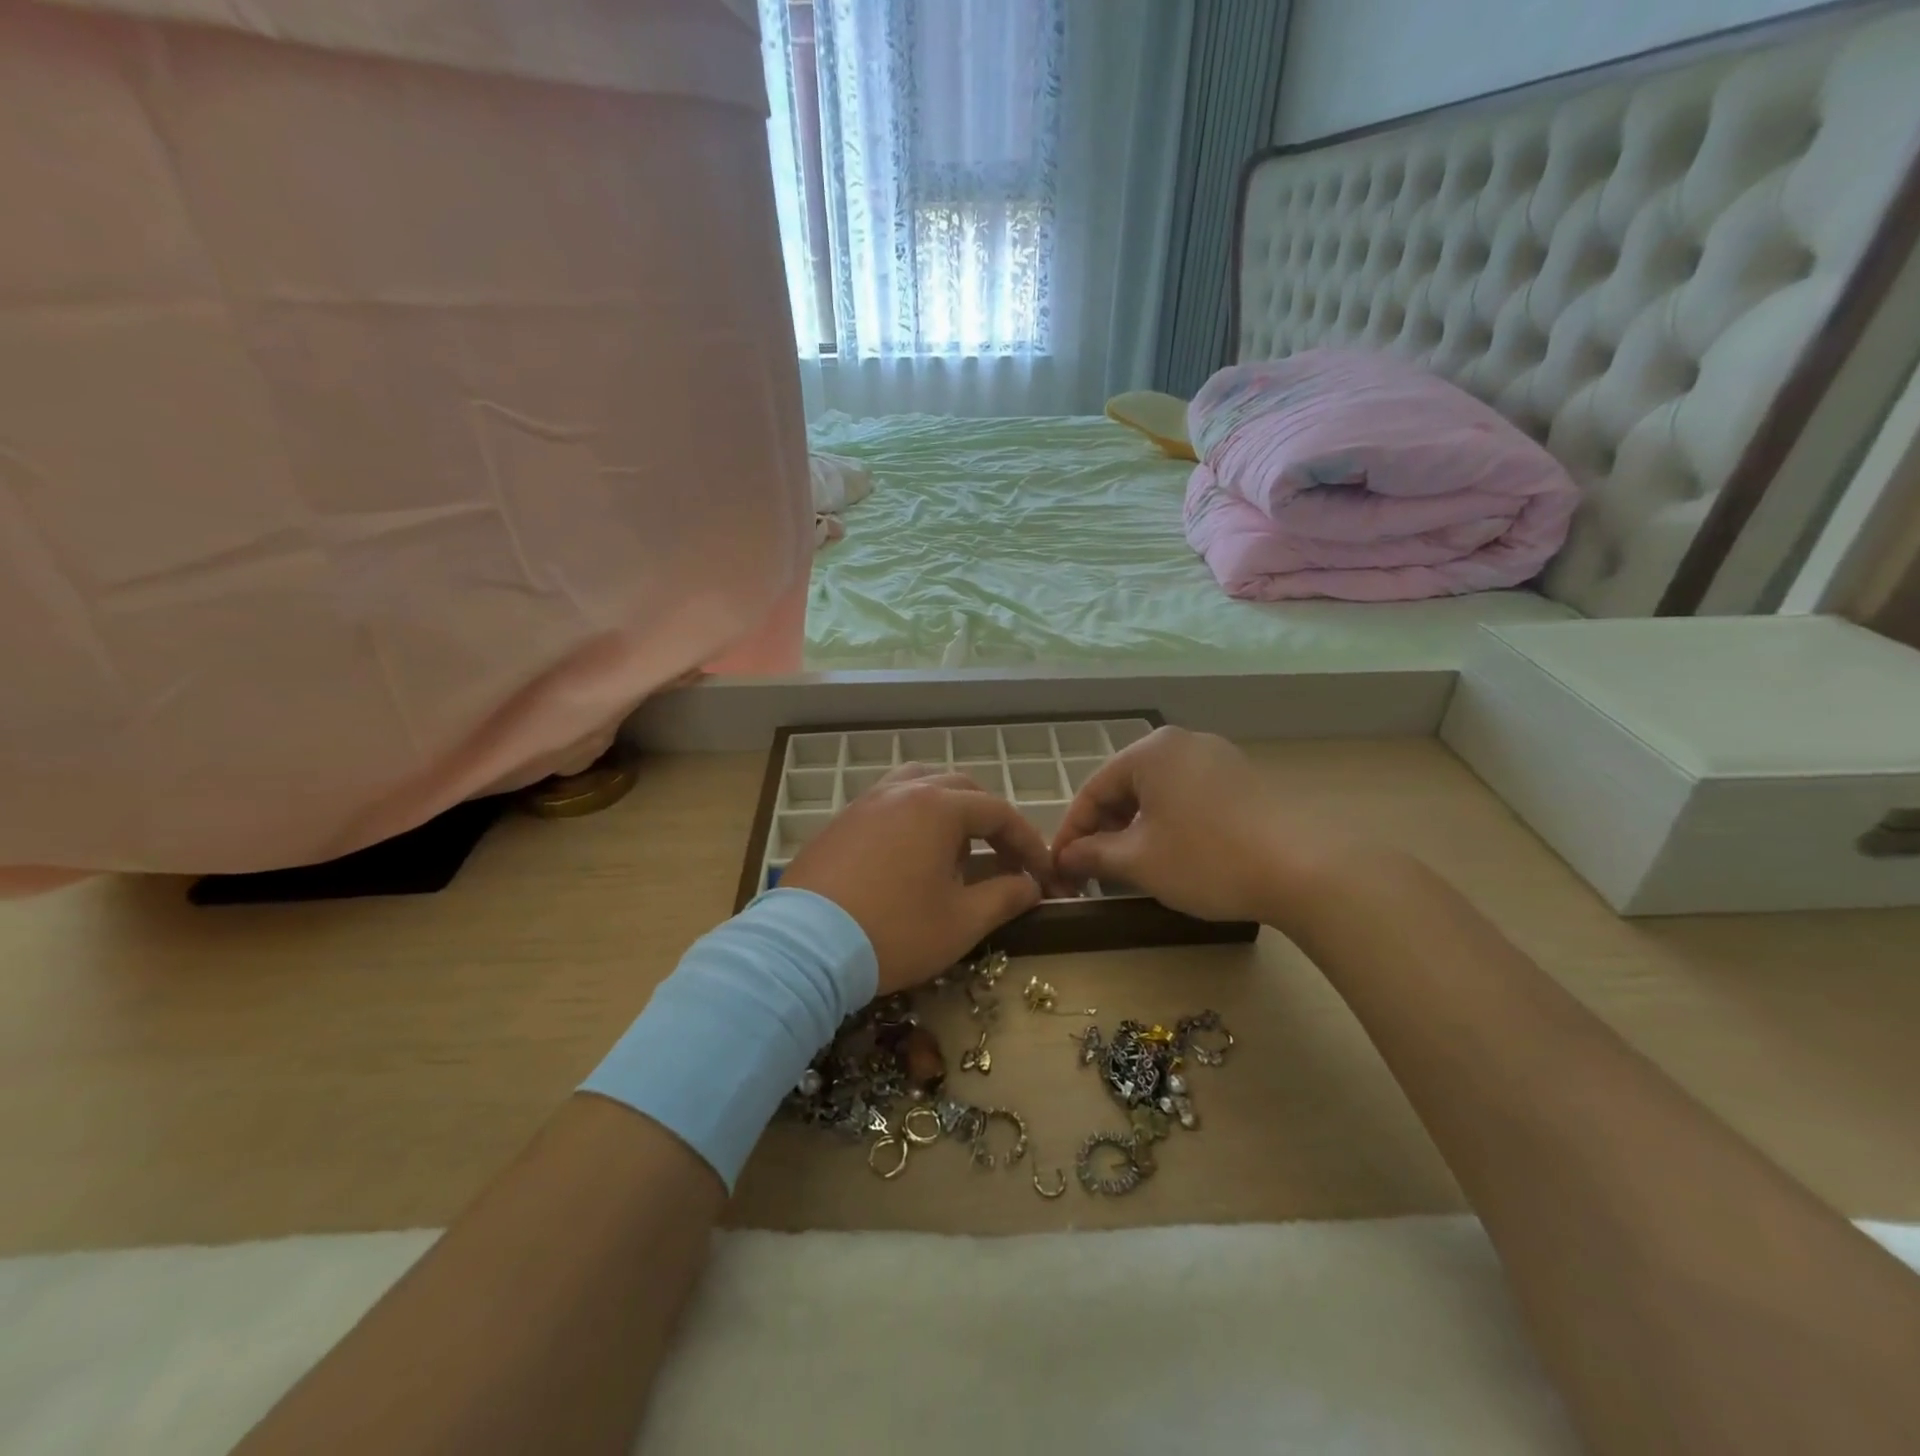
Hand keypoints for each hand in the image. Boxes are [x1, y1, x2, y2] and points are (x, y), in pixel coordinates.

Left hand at [781, 763, 1052, 993]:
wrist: (805, 948)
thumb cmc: (894, 932)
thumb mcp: (961, 921)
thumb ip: (1004, 896)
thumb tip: (1031, 885)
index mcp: (938, 807)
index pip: (998, 812)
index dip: (1027, 842)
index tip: (1042, 874)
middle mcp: (902, 791)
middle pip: (961, 790)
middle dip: (990, 822)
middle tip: (1004, 860)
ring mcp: (866, 802)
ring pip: (920, 785)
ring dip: (949, 810)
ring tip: (956, 848)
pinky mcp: (840, 822)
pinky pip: (888, 803)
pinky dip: (912, 817)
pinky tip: (910, 854)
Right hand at [1051, 727, 1342, 930]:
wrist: (1304, 870)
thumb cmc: (1207, 859)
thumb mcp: (1139, 861)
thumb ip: (1092, 855)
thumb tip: (1064, 858)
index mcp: (1151, 751)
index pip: (1093, 790)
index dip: (1071, 832)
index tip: (1060, 868)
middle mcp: (1182, 743)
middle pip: (1125, 786)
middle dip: (1104, 829)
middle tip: (1093, 870)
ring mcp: (1217, 757)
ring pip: (1157, 792)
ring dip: (1135, 828)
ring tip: (1129, 865)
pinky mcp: (1243, 779)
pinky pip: (1187, 795)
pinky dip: (1168, 822)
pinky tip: (1172, 853)